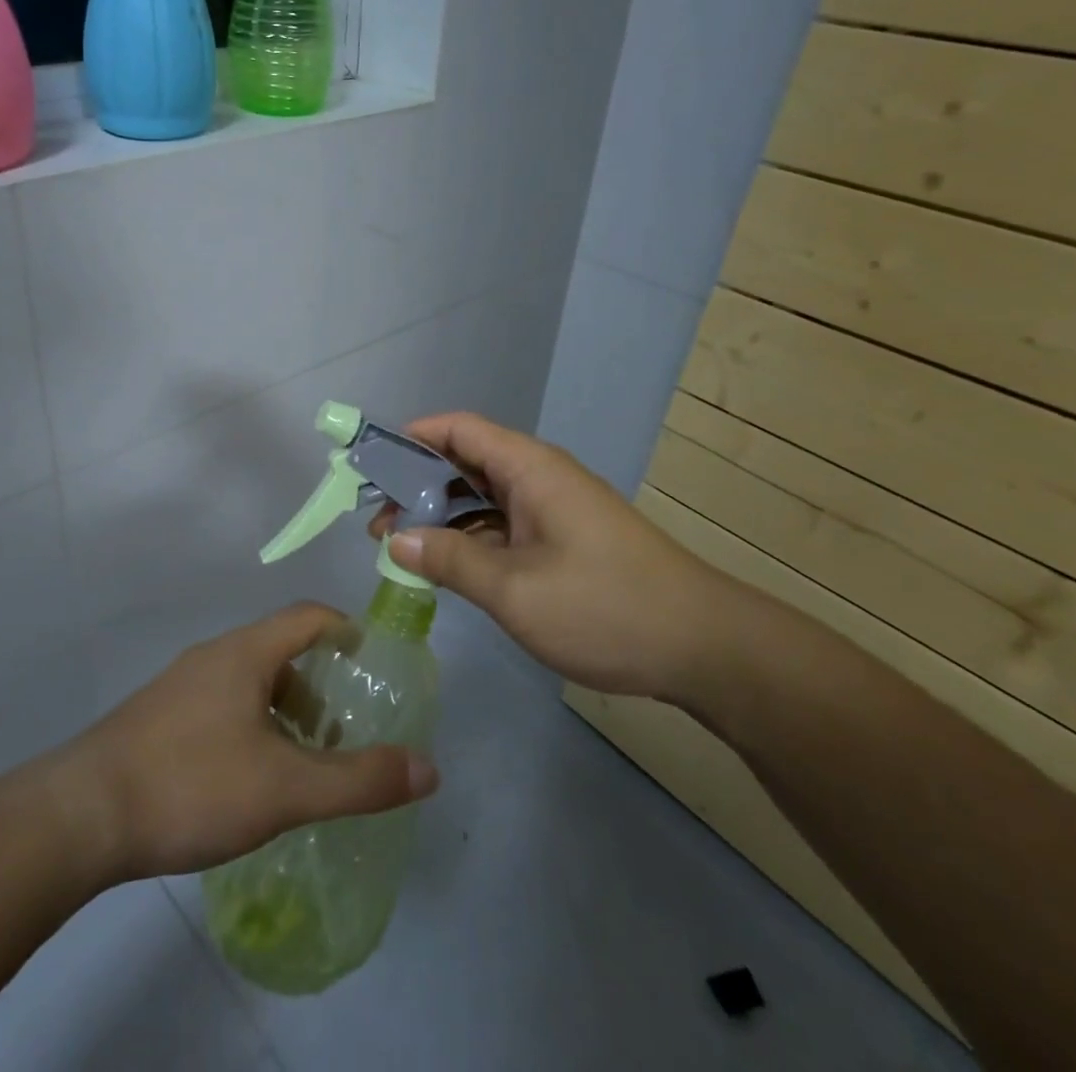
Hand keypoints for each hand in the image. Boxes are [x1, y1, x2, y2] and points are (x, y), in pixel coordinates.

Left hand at [59, 604, 438, 881]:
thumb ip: (358, 780)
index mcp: (245, 653)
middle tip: (339, 731)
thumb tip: (428, 768)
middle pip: (279, 650)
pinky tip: (246, 779)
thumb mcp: (285, 789)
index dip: (345, 628)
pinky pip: (219, 704)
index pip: (308, 616)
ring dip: (282, 709)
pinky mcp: (157, 717)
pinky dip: (250, 725)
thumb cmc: (191, 784)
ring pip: (247, 680)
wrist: (81, 815)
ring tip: (297, 761)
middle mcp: (212, 656)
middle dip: (316, 684)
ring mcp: (180, 686)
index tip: (371, 659)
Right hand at [372, 412, 739, 700]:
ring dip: (442, 516)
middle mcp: (539, 478)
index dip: (411, 438)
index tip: (371, 466)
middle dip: (417, 485)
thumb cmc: (605, 606)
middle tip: (377, 522)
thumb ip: (451, 561)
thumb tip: (397, 541)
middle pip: (466, 461)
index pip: (458, 429)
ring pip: (483, 497)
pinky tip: (448, 567)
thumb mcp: (515, 589)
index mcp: (529, 469)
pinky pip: (504, 524)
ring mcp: (554, 509)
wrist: (704, 647)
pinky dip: (471, 538)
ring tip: (401, 547)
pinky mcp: (564, 539)